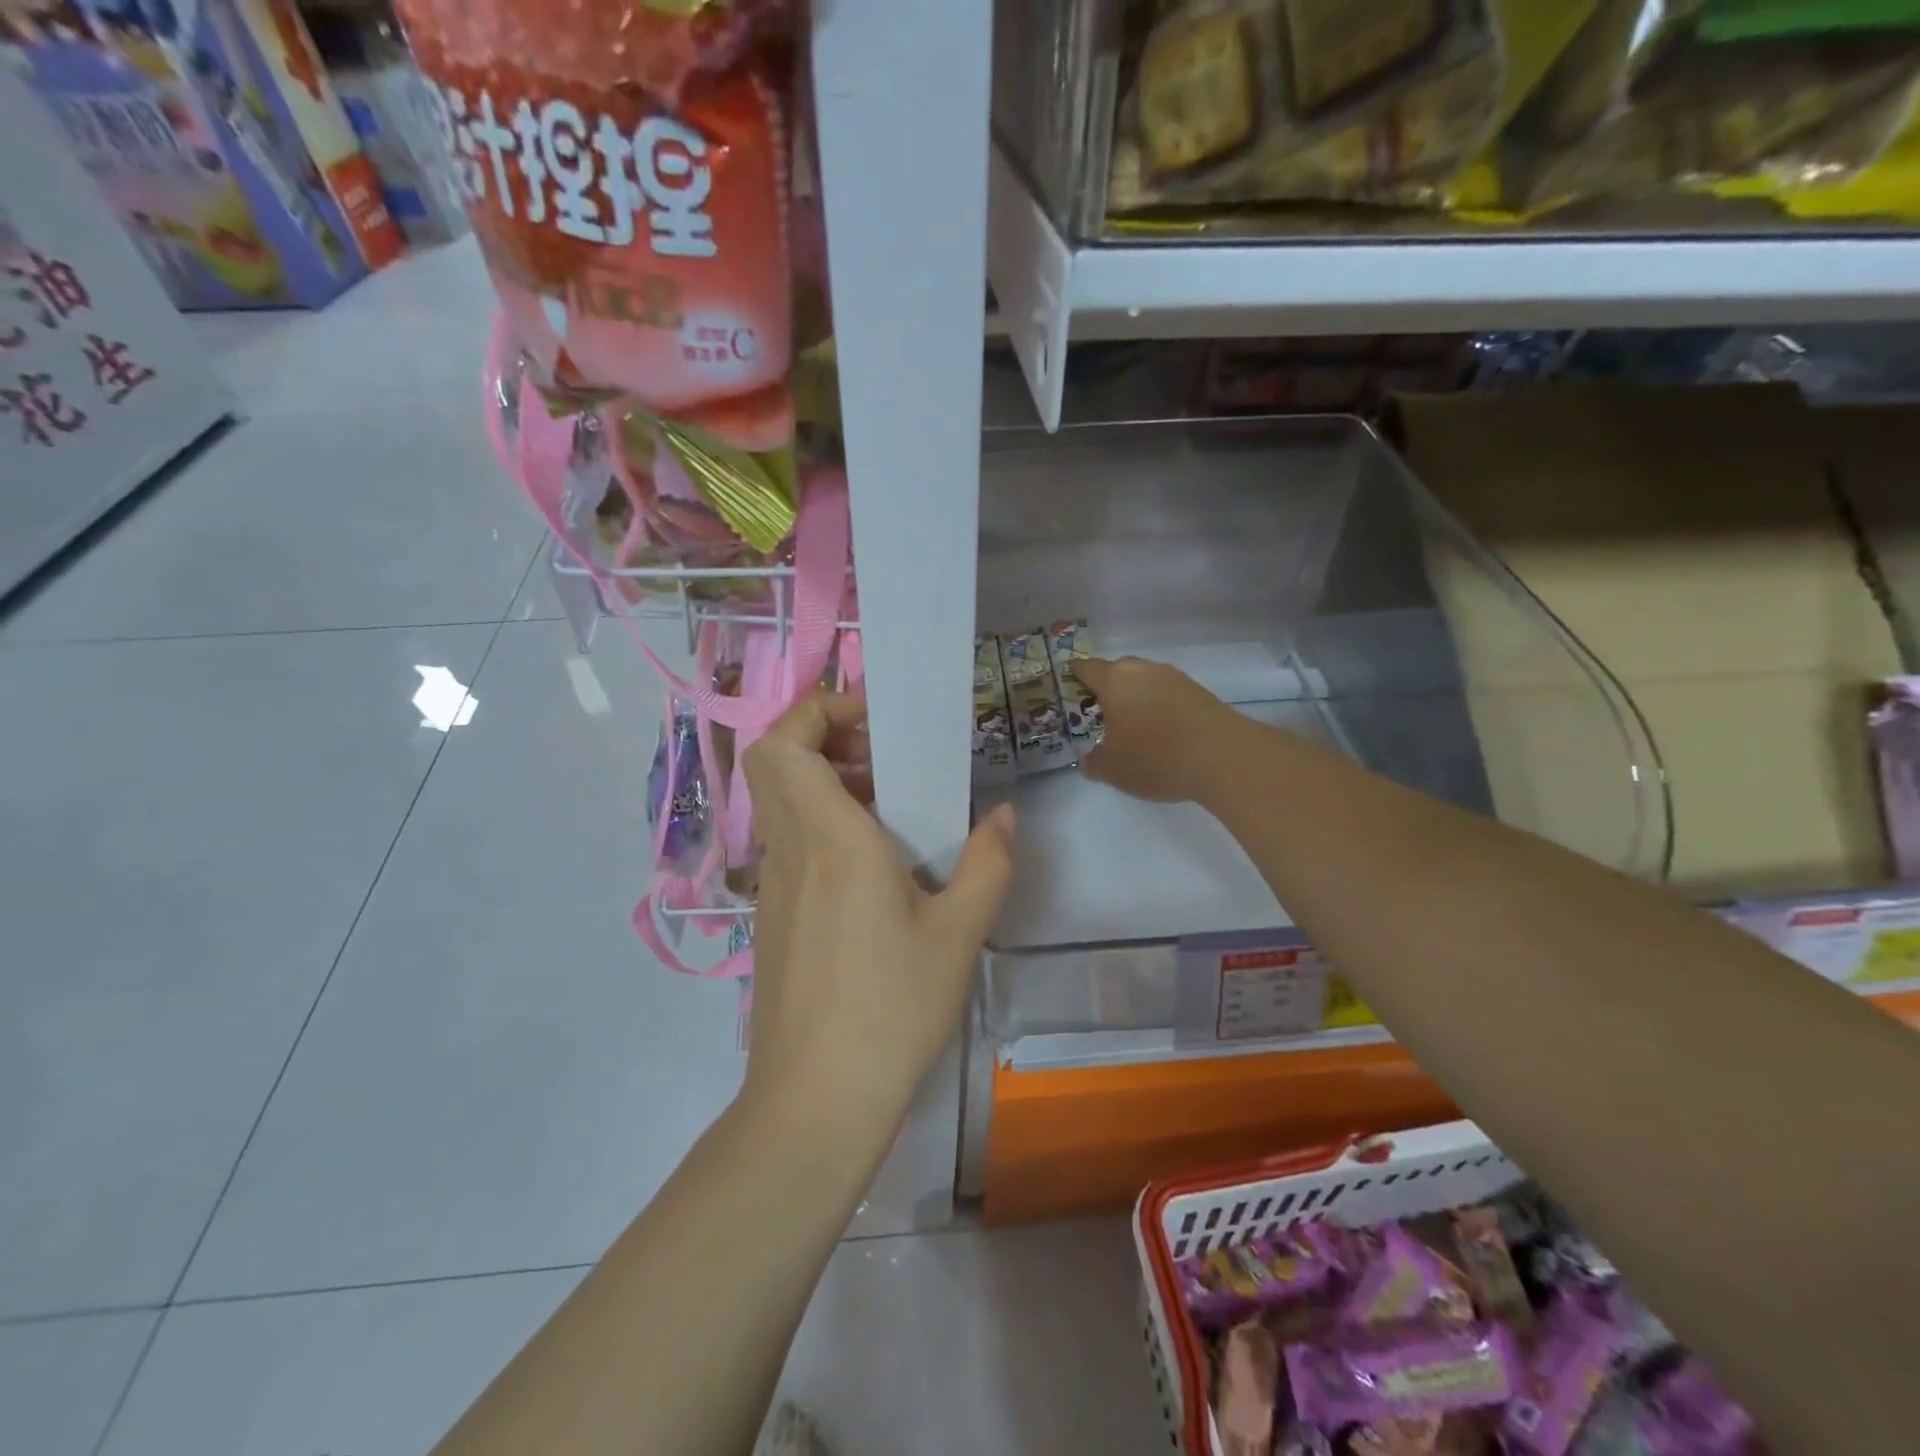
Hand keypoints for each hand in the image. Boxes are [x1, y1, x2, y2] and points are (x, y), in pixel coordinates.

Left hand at [741, 691, 1014, 1144]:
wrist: (816, 1101)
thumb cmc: (890, 1008)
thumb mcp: (958, 934)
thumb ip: (988, 863)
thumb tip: (1004, 816)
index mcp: (830, 838)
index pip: (785, 741)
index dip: (818, 711)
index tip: (874, 724)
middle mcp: (790, 850)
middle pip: (775, 761)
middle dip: (825, 738)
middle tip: (885, 758)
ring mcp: (772, 885)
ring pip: (782, 802)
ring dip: (828, 784)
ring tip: (892, 809)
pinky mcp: (772, 917)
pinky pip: (790, 843)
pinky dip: (823, 827)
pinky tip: (874, 870)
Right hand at [1076, 656, 1229, 803]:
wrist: (1223, 757)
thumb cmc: (1155, 757)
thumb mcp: (1112, 770)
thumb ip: (1094, 762)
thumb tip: (1090, 760)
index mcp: (1114, 681)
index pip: (1086, 668)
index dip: (1074, 676)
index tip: (1070, 687)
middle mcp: (1143, 670)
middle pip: (1117, 671)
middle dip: (1107, 689)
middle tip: (1101, 714)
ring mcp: (1174, 678)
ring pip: (1145, 681)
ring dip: (1136, 698)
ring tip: (1133, 725)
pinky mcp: (1199, 691)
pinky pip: (1168, 694)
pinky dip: (1160, 707)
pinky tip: (1162, 731)